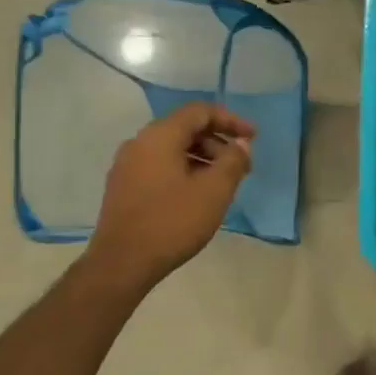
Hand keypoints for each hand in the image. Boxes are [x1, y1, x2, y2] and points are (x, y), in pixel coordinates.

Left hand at [86, 103, 254, 288]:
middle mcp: (139, 142)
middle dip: (217, 143)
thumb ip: (233, 162)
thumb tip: (241, 145)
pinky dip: (183, 171)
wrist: (122, 262)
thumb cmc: (172, 222)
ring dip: (201, 159)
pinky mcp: (123, 187)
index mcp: (160, 136)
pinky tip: (196, 196)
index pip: (199, 112)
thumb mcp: (214, 191)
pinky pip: (159, 166)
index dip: (230, 120)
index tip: (253, 137)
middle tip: (240, 166)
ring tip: (222, 184)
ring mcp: (127, 165)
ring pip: (172, 149)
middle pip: (185, 129)